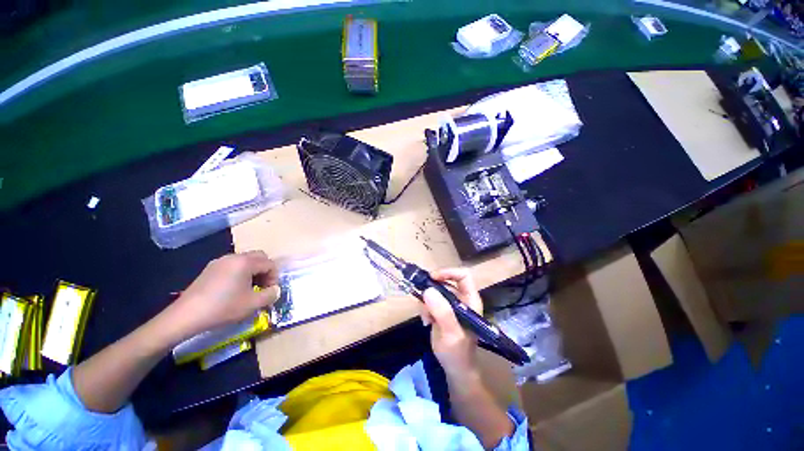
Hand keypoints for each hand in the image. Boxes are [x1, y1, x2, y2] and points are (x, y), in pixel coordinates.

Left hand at [163, 251, 280, 341]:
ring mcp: (220, 262)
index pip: (270, 264)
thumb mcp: (253, 304)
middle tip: (262, 287)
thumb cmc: (223, 308)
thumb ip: (270, 295)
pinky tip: (233, 290)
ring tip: (249, 290)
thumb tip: (275, 290)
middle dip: (265, 271)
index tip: (270, 292)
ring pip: (245, 261)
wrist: (185, 316)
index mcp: (246, 262)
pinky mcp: (210, 269)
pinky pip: (233, 266)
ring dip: (253, 272)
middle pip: (259, 257)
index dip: (274, 277)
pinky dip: (240, 274)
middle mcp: (234, 257)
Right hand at [420, 268, 482, 378]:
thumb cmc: (458, 353)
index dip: (448, 272)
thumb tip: (428, 290)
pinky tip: (426, 322)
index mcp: (470, 300)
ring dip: (427, 302)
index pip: (463, 275)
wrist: (455, 370)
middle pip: (445, 281)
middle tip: (422, 298)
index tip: (432, 278)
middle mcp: (461, 299)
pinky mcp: (441, 311)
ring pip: (435, 291)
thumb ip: (442, 312)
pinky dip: (425, 309)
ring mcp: (450, 305)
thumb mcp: (451, 333)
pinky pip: (430, 301)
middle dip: (432, 289)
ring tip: (426, 318)